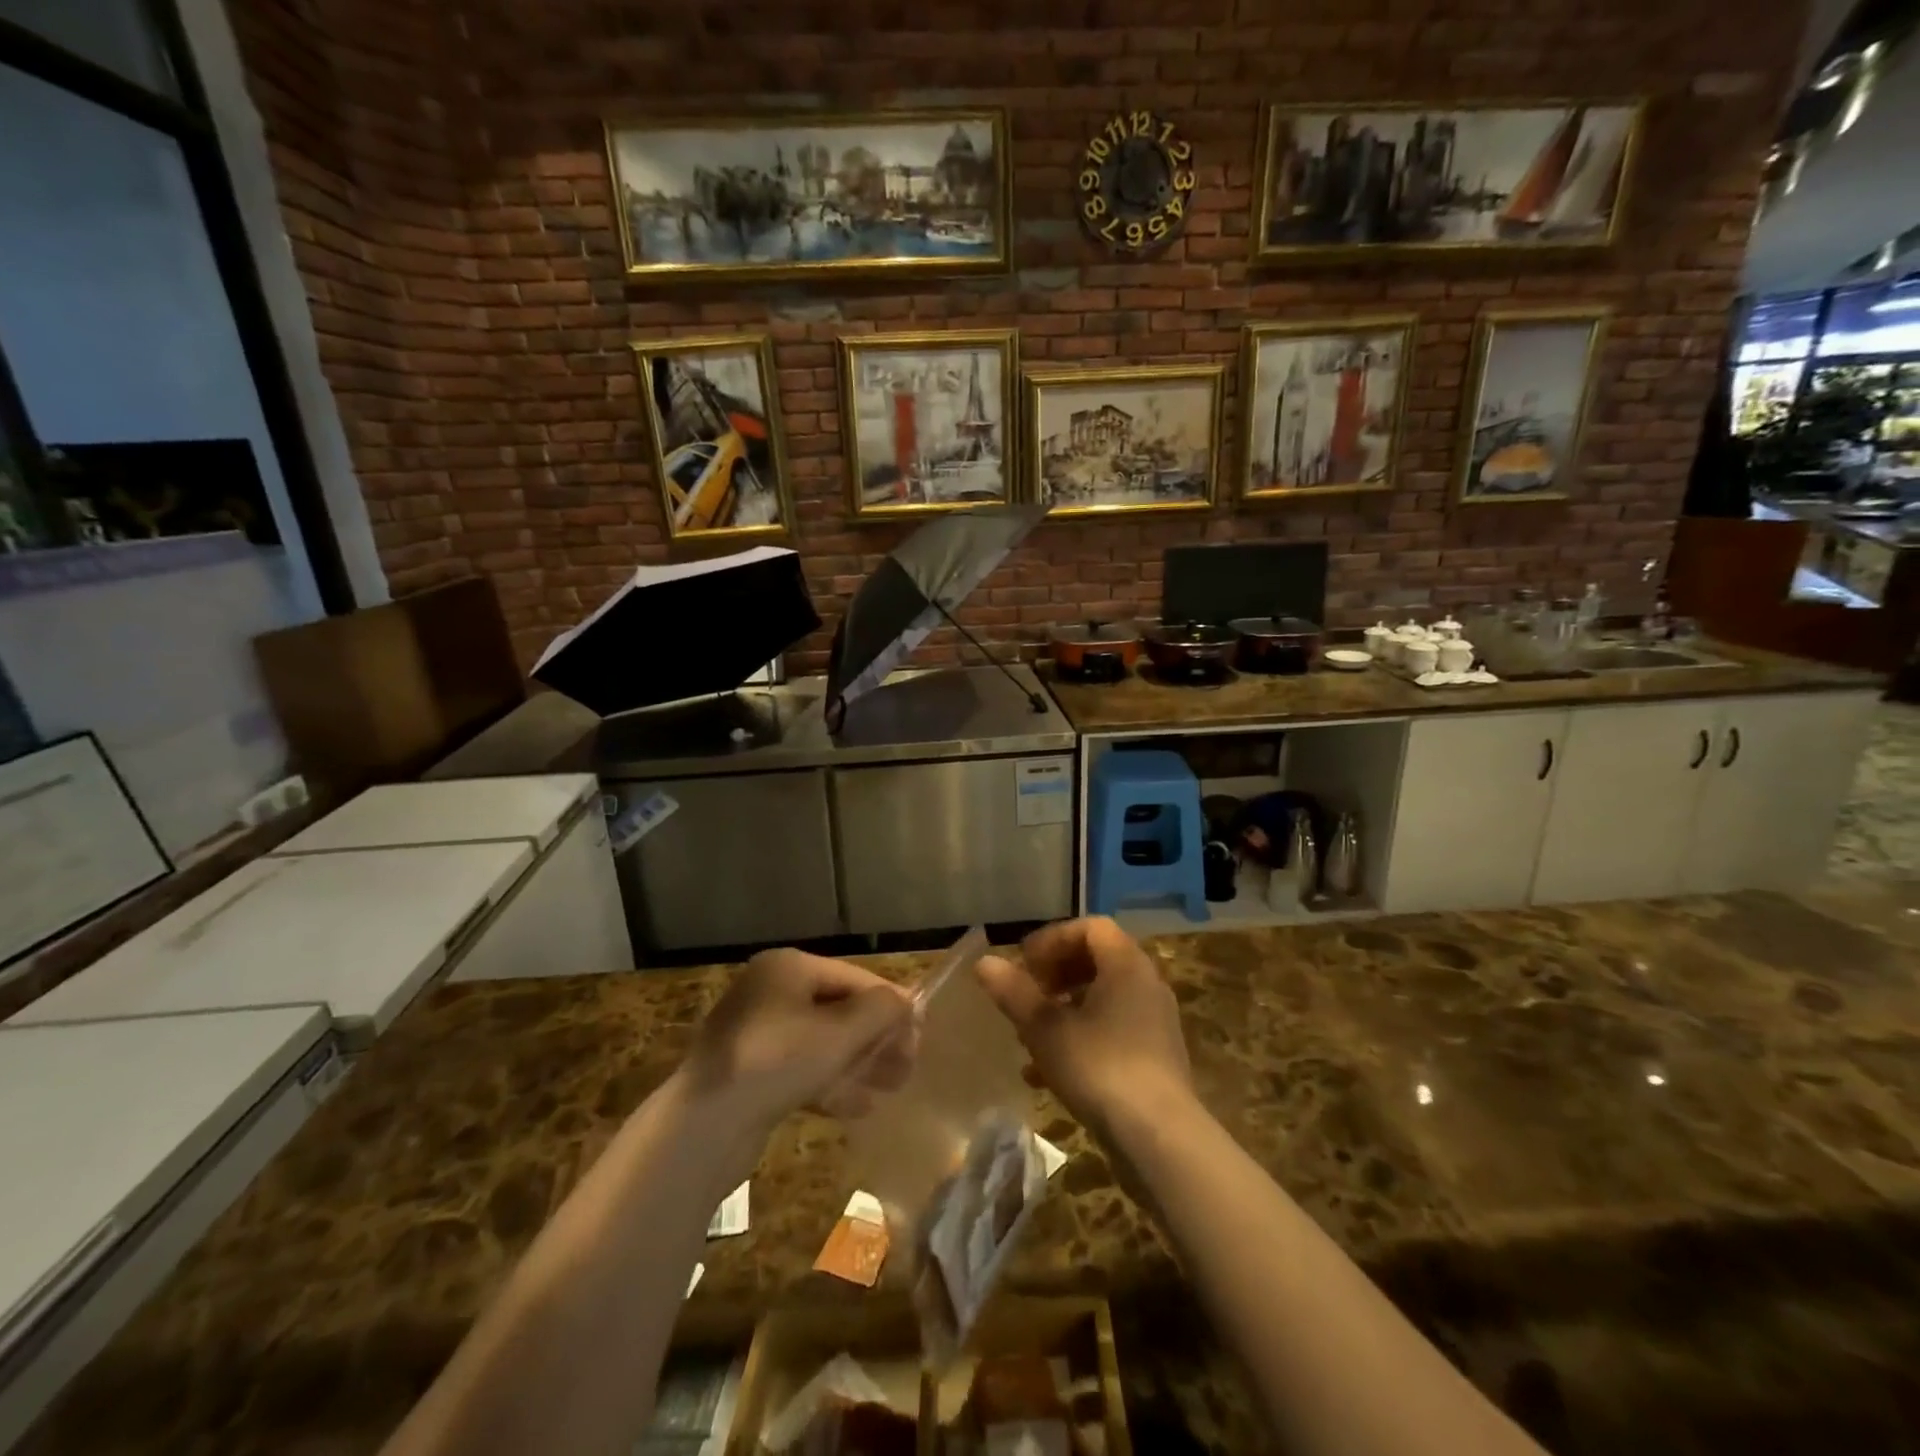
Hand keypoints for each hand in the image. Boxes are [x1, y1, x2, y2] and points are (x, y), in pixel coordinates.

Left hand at [682, 950, 915, 1132]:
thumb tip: (906, 1001)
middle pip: (838, 1010)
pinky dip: (831, 1082)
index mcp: (788, 968)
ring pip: (822, 1043)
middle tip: (908, 1065)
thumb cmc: (778, 1062)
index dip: (890, 1004)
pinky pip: (800, 1069)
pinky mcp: (749, 1073)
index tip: (920, 1033)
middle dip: (877, 1037)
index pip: (854, 978)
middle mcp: (770, 991)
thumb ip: (880, 1011)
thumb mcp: (839, 1032)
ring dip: (859, 1062)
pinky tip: (859, 1106)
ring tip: (891, 1088)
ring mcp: (756, 1033)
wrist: (702, 1126)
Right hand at [975, 916, 1191, 1133]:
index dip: (1052, 939)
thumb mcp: (1046, 1029)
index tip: (1023, 964)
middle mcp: (1146, 984)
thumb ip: (1014, 993)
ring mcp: (1154, 1022)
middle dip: (1054, 975)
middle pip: (1096, 960)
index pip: (1090, 927)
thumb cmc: (1100, 1068)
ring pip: (1101, 999)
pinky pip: (1112, 1031)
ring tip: (1027, 1037)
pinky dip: (1079, 1039)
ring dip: (1062, 1010)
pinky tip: (1043, 1075)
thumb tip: (984, 963)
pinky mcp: (1154, 1058)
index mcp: (1126, 965)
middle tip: (1025, 996)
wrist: (1160, 1139)